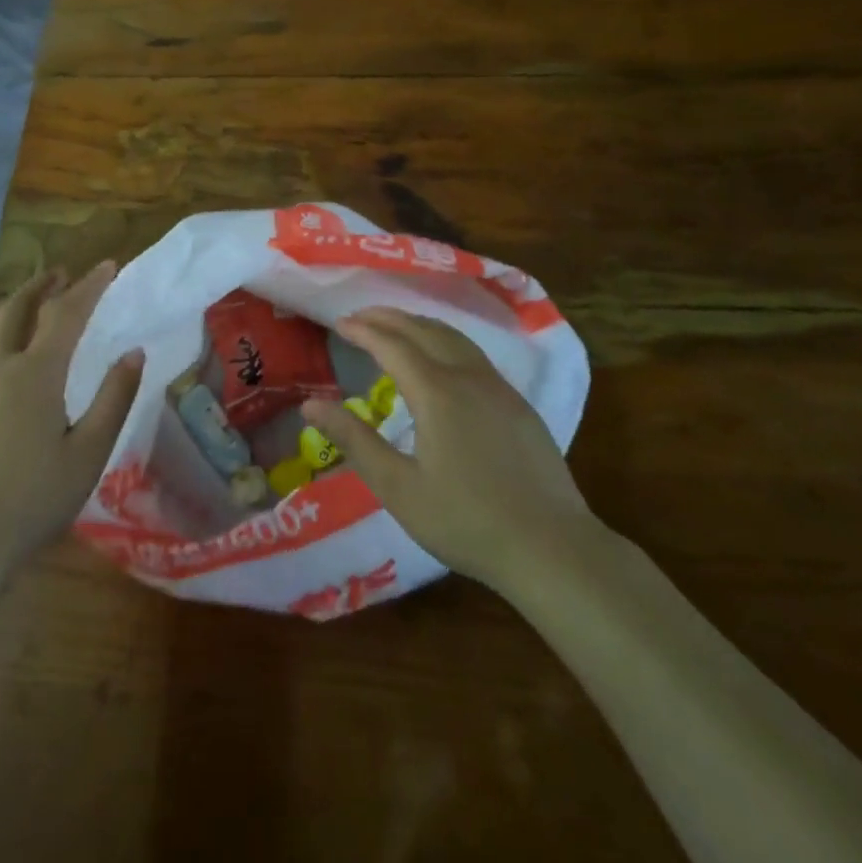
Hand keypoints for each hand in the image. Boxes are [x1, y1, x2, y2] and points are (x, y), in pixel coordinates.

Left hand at [0, 262, 142, 580]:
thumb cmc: (34, 498)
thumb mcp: (90, 452)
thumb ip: (115, 397)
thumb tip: (133, 352)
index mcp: (36, 373)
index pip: (67, 312)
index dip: (89, 285)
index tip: (107, 266)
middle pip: (19, 307)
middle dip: (43, 285)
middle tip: (61, 275)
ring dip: (10, 304)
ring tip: (25, 300)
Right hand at [301, 307, 599, 593]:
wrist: (551, 547)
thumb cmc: (465, 521)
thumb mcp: (398, 487)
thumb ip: (354, 440)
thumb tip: (311, 404)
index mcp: (436, 392)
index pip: (391, 345)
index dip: (363, 330)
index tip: (340, 323)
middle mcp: (468, 377)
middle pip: (424, 330)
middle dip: (389, 318)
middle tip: (361, 316)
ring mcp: (498, 388)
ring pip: (453, 337)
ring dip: (419, 325)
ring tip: (396, 327)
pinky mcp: (517, 404)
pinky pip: (473, 354)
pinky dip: (445, 341)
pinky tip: (442, 359)